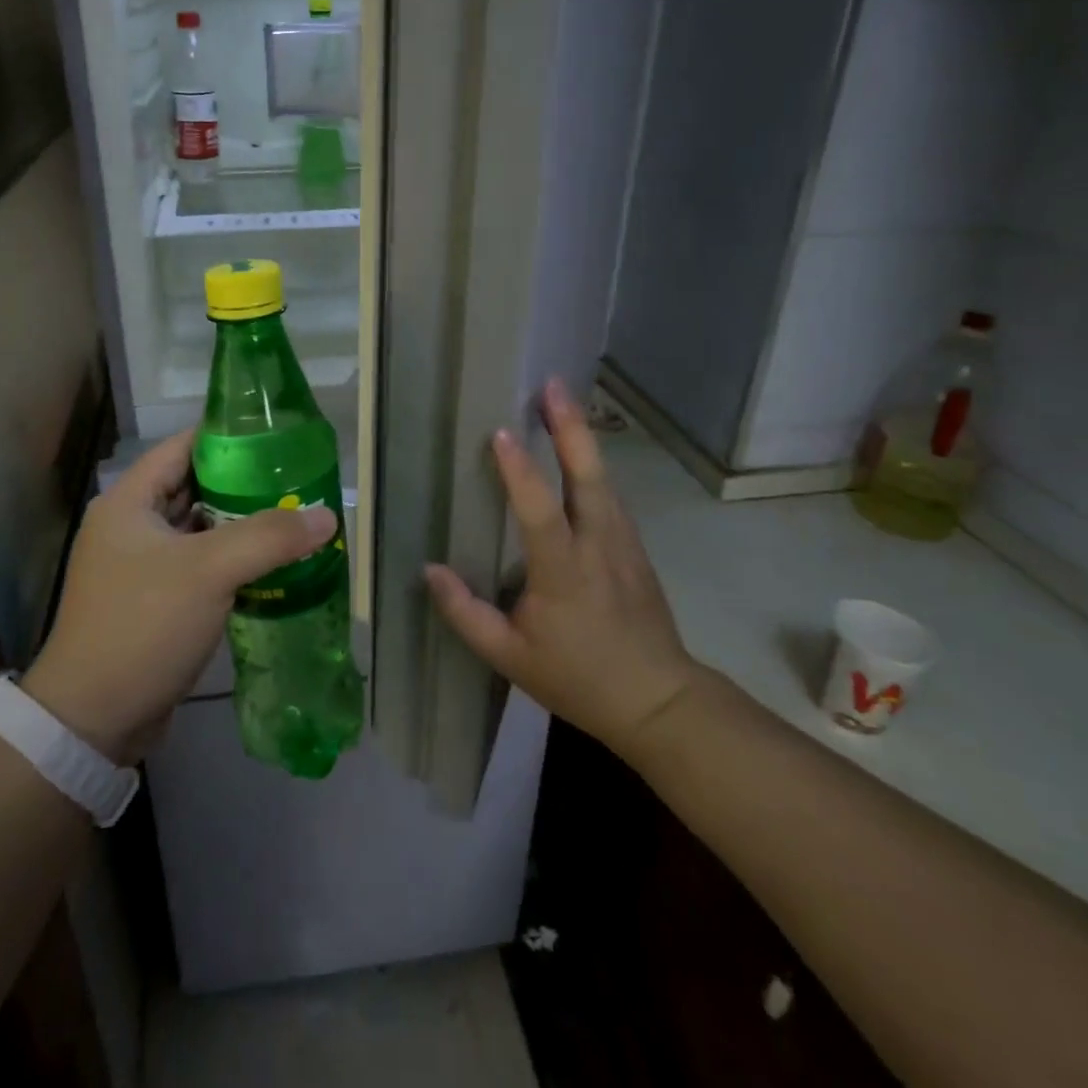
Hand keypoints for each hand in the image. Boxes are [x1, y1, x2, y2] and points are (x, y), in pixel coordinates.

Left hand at [23, 429, 335, 763]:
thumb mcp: (209, 571)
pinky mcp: (154, 601)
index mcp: (129, 502)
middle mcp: (130, 526)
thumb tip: (327, 515)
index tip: (276, 436)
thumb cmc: (143, 625)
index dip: (227, 437)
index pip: (182, 447)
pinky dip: (231, 562)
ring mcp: (140, 566)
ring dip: (240, 526)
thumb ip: (269, 537)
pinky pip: (199, 566)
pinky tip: (272, 565)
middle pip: (194, 488)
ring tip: (293, 517)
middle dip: (243, 484)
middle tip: (295, 480)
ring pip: (200, 530)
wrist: (93, 719)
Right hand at [425, 379, 697, 748]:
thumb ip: (465, 613)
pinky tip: (580, 449)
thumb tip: (429, 570)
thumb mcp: (509, 656)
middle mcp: (598, 546)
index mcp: (564, 572)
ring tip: (561, 400)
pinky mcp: (635, 547)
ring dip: (582, 436)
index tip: (499, 432)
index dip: (520, 471)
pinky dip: (593, 463)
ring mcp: (623, 543)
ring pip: (603, 478)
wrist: (658, 701)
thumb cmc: (578, 678)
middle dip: (569, 427)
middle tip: (551, 385)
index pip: (540, 512)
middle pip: (587, 476)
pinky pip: (611, 494)